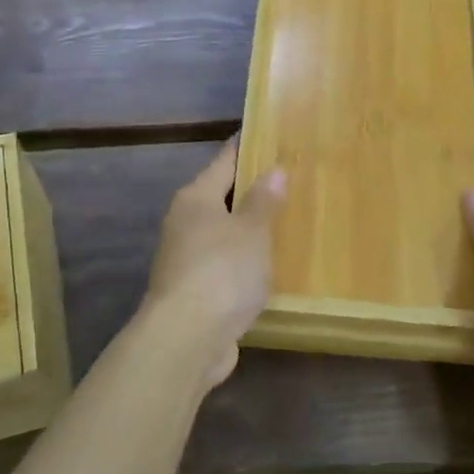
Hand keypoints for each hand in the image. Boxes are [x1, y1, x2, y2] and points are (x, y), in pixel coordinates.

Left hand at [142, 138, 286, 388]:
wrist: (186, 339)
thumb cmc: (222, 271)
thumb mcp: (252, 232)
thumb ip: (264, 201)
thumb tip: (274, 170)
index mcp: (195, 198)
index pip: (224, 161)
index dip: (245, 148)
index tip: (266, 134)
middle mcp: (185, 223)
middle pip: (221, 197)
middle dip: (251, 191)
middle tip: (288, 180)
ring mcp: (185, 259)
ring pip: (222, 234)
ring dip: (247, 230)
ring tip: (284, 223)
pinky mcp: (194, 291)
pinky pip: (224, 265)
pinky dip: (243, 262)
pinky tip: (267, 267)